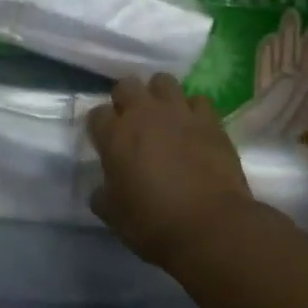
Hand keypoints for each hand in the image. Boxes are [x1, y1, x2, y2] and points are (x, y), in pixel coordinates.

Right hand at [88, 73, 255, 268]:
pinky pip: (199, 100)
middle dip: (127, 99)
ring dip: (160, 95)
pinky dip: (194, 110)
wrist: (211, 227)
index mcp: (114, 135)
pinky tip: (195, 127)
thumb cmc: (154, 223)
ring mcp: (178, 112)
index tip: (105, 141)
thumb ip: (103, 196)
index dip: (100, 126)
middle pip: (127, 85)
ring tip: (164, 117)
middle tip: (133, 123)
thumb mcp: (115, 217)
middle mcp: (143, 113)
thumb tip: (101, 190)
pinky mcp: (210, 120)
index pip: (96, 114)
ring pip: (163, 81)